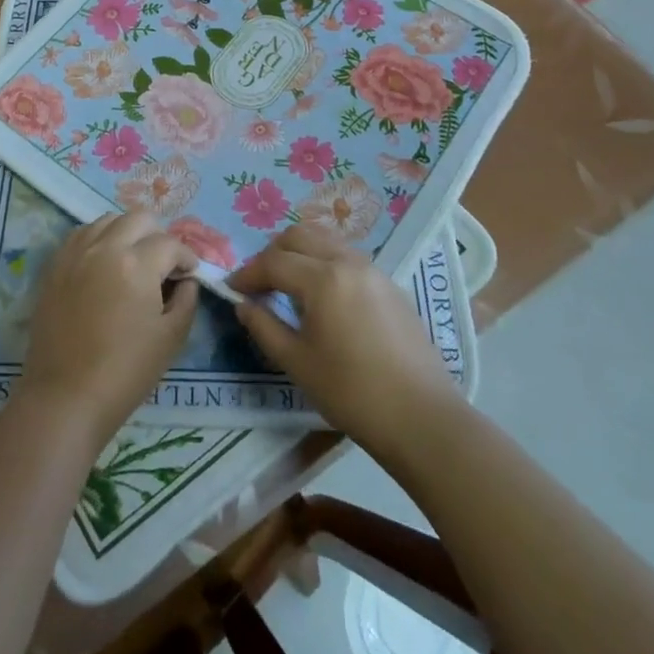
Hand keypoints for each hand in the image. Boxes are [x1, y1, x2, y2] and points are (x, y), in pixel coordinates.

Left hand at [18, 210, 199, 450]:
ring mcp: (75, 253)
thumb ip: (186, 301)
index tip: (190, 273)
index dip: (186, 257)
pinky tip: (103, 263)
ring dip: (127, 232)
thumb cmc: (125, 372)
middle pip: (139, 218)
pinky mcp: (54, 266)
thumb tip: (186, 281)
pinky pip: (81, 235)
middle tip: (163, 262)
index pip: (170, 244)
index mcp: (137, 264)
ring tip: (132, 259)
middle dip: (158, 235)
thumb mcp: (171, 338)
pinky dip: (98, 239)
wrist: (65, 397)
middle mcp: (105, 247)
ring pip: (107, 220)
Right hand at [228, 225, 460, 458]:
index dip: (248, 273)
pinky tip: (322, 295)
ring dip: (300, 252)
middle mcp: (348, 261)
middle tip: (259, 282)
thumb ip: (264, 327)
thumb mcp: (297, 362)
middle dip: (272, 253)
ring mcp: (373, 270)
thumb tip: (243, 305)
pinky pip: (347, 256)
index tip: (232, 289)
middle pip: (300, 235)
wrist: (421, 417)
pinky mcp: (390, 285)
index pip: (274, 262)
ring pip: (326, 240)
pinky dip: (324, 261)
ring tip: (287, 284)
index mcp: (323, 278)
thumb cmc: (351, 392)